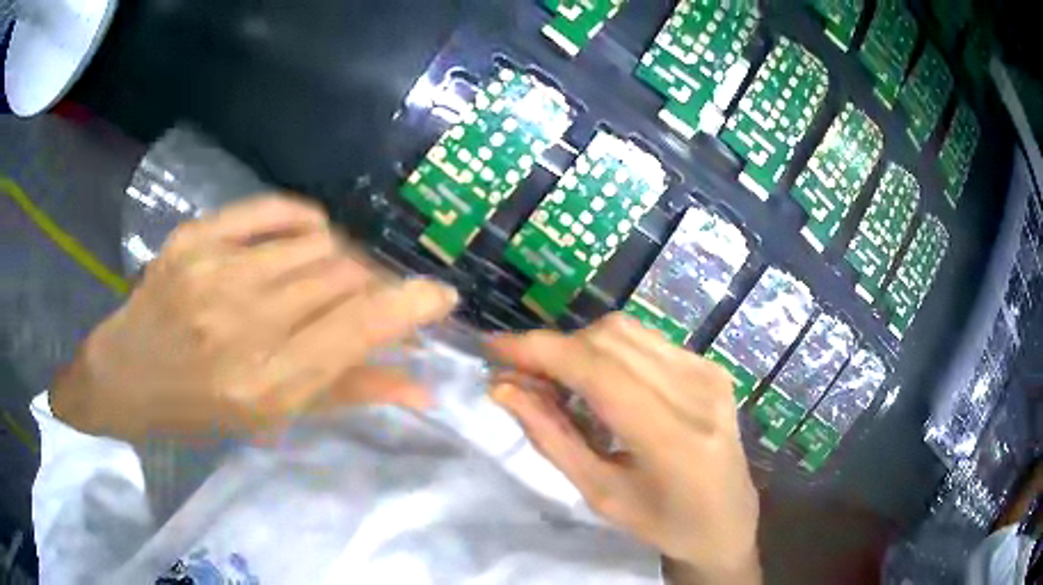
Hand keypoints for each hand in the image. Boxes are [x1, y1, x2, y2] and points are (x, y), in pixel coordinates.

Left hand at [52, 195, 457, 440]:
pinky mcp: (197, 237)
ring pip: (315, 242)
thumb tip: (422, 386)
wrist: (126, 375)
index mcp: (265, 384)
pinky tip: (306, 237)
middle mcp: (242, 324)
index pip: (357, 330)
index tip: (441, 295)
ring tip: (326, 277)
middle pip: (341, 278)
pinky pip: (274, 210)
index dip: (410, 306)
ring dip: (338, 259)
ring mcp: (215, 272)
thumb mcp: (271, 417)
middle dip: (371, 286)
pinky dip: (304, 220)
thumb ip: (346, 394)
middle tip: (368, 298)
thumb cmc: (198, 410)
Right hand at [490, 314, 760, 584]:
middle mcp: (696, 392)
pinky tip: (601, 382)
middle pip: (610, 339)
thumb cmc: (663, 522)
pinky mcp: (711, 366)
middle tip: (522, 375)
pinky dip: (609, 351)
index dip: (540, 350)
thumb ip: (551, 438)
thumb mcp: (601, 494)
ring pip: (626, 331)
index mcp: (672, 438)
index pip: (598, 371)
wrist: (728, 519)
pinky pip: (646, 340)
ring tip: (558, 380)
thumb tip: (503, 388)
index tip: (494, 348)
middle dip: (554, 348)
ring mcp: (709, 372)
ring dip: (580, 347)